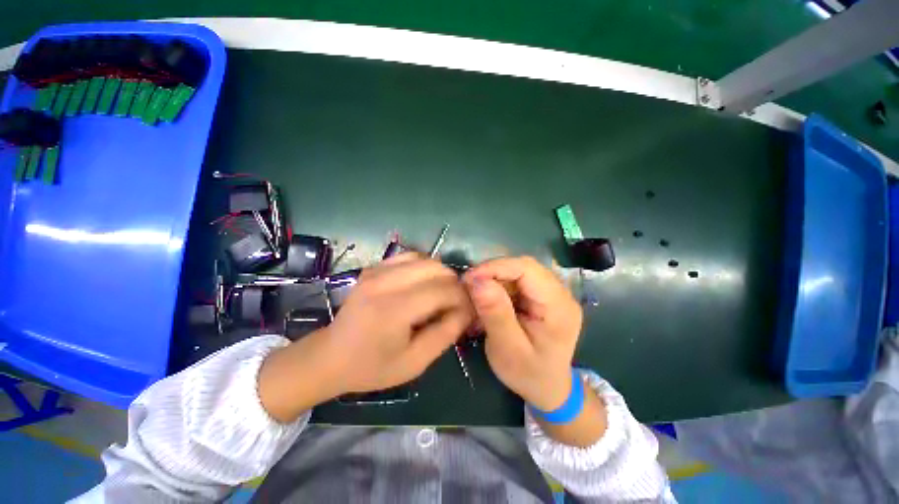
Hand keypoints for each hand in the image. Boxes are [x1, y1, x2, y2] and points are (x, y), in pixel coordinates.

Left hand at [326, 254, 474, 392]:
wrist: (331, 355)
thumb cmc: (373, 366)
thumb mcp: (415, 362)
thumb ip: (445, 334)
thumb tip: (466, 310)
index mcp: (395, 309)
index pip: (444, 290)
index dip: (463, 299)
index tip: (468, 311)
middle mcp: (386, 282)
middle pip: (437, 269)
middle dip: (454, 284)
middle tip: (456, 303)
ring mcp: (377, 271)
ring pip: (425, 259)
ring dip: (440, 274)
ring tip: (441, 293)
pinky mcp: (374, 267)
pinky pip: (409, 257)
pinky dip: (423, 267)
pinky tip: (423, 283)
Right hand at [463, 256, 582, 410]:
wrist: (549, 389)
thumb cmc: (529, 374)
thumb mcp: (507, 349)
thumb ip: (495, 314)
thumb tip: (477, 281)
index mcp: (559, 306)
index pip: (527, 269)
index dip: (496, 267)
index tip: (469, 279)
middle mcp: (561, 293)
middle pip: (524, 267)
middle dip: (493, 272)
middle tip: (470, 286)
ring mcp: (554, 293)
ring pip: (519, 271)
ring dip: (495, 279)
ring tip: (477, 295)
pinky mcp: (544, 296)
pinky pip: (519, 281)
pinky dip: (500, 286)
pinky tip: (490, 299)